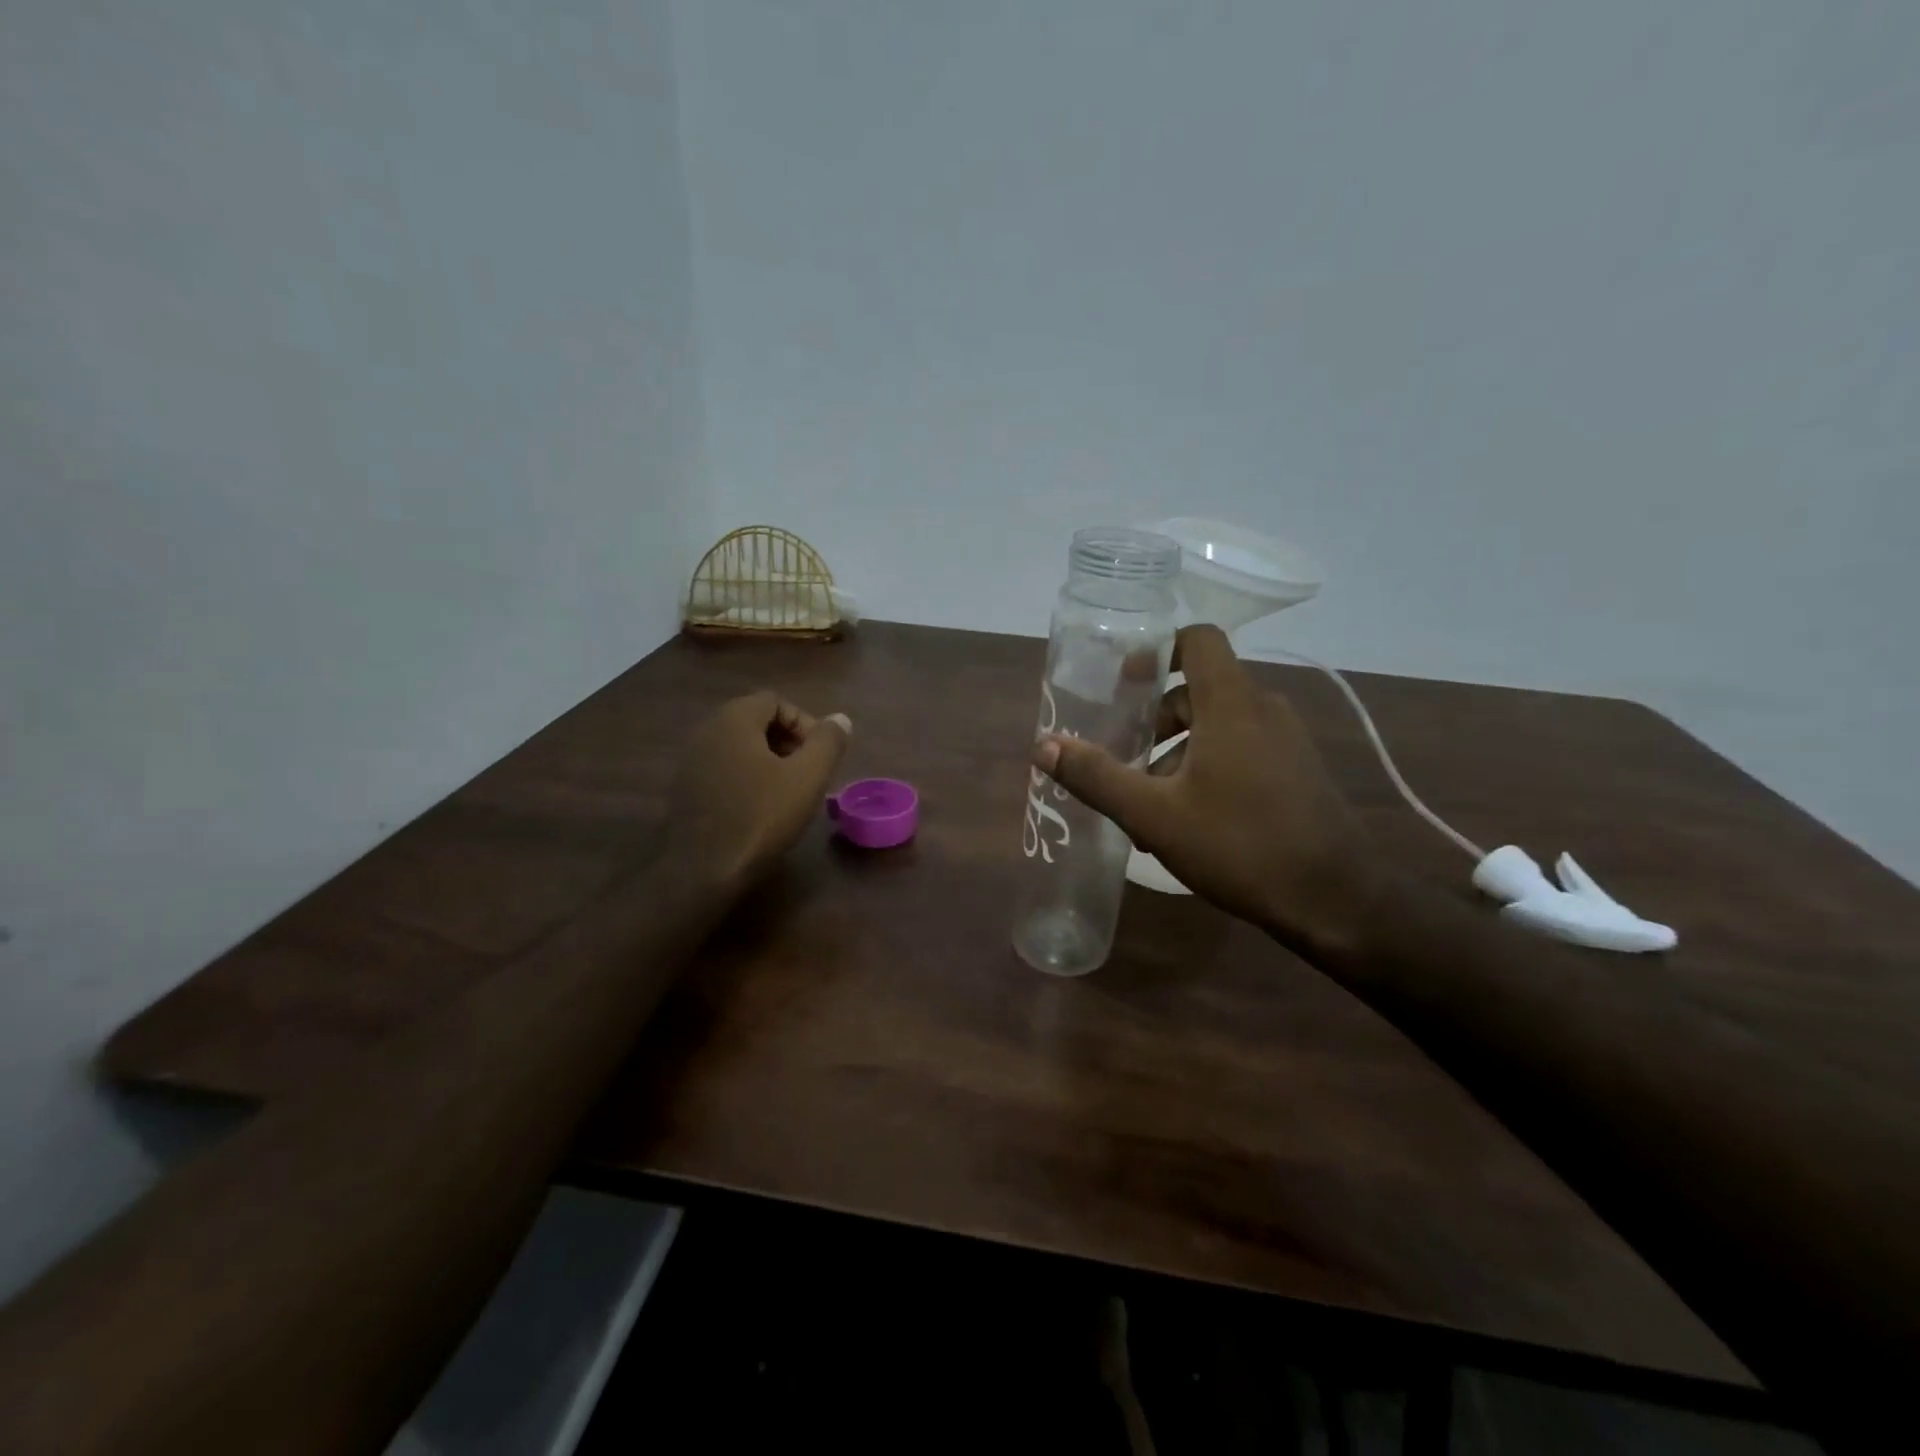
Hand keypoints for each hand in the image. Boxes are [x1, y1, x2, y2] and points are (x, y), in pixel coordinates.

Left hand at [669, 691, 850, 884]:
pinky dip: (747, 779)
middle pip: (756, 722)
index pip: (775, 701)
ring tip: (789, 793)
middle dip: (788, 742)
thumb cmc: (760, 817)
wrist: (701, 871)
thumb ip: (828, 742)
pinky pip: (724, 770)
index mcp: (734, 720)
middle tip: (808, 773)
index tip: (819, 755)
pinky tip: (760, 810)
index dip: (805, 722)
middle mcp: (707, 732)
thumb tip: (840, 719)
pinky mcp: (685, 791)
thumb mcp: (807, 778)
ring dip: (769, 762)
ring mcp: (691, 762)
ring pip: (740, 748)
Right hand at [1033, 626, 1379, 954]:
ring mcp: (1287, 741)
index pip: (1198, 639)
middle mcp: (1263, 709)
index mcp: (1231, 703)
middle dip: (1154, 719)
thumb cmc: (1240, 846)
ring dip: (1177, 751)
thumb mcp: (1154, 815)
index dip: (1158, 649)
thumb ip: (1097, 776)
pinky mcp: (1297, 772)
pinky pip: (1242, 750)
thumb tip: (1043, 745)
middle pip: (1198, 690)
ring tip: (1148, 803)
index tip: (1123, 681)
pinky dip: (1207, 767)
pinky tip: (1187, 821)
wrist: (1336, 901)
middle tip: (1123, 757)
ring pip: (1218, 726)